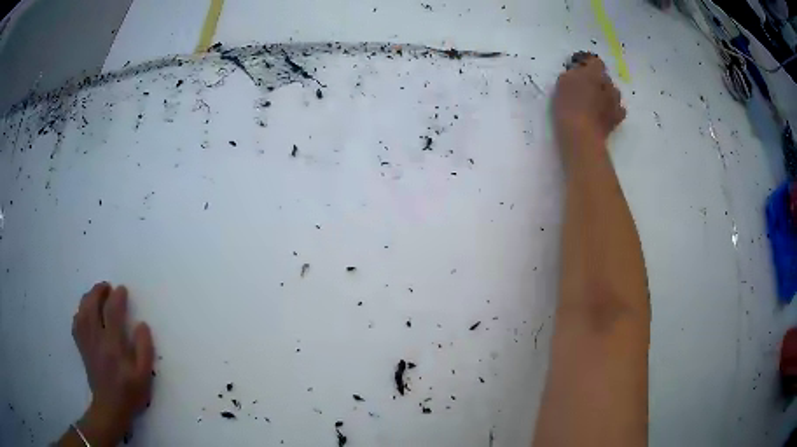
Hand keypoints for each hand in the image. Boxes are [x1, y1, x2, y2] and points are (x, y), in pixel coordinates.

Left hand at [72, 282, 153, 443]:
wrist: (110, 408)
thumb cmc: (130, 392)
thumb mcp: (144, 375)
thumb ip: (144, 349)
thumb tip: (142, 324)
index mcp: (113, 346)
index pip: (112, 312)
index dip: (117, 297)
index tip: (122, 290)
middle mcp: (97, 339)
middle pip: (92, 305)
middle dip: (99, 291)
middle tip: (107, 287)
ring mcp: (87, 342)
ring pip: (82, 311)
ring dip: (88, 298)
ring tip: (96, 294)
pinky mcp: (82, 347)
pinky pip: (76, 323)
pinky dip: (80, 312)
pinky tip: (85, 313)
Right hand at [553, 53, 625, 163]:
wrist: (581, 134)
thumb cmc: (568, 105)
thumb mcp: (563, 82)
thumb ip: (573, 73)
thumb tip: (578, 72)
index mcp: (595, 72)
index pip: (595, 61)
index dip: (587, 63)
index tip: (578, 68)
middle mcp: (609, 84)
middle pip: (604, 77)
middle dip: (597, 80)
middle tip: (584, 87)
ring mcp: (615, 102)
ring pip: (612, 93)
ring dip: (605, 94)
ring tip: (595, 102)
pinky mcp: (617, 118)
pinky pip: (618, 109)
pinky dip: (612, 109)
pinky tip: (604, 113)